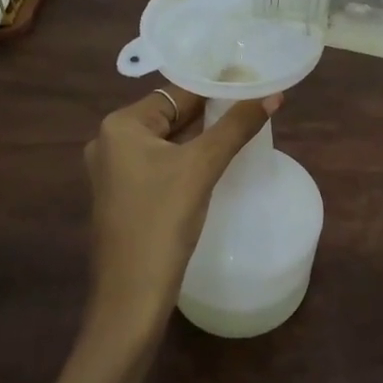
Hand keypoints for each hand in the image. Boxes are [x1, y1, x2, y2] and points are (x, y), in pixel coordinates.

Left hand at [82, 86, 280, 341]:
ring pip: (167, 141)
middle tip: (253, 104)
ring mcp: (115, 172)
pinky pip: (160, 164)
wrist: (131, 299)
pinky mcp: (124, 196)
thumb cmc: (162, 223)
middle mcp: (110, 142)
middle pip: (170, 115)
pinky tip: (215, 160)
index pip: (176, 93)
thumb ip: (236, 126)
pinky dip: (186, 158)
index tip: (251, 83)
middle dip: (210, 111)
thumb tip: (273, 94)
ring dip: (200, 136)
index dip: (215, 87)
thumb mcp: (202, 168)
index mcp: (120, 126)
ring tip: (242, 126)